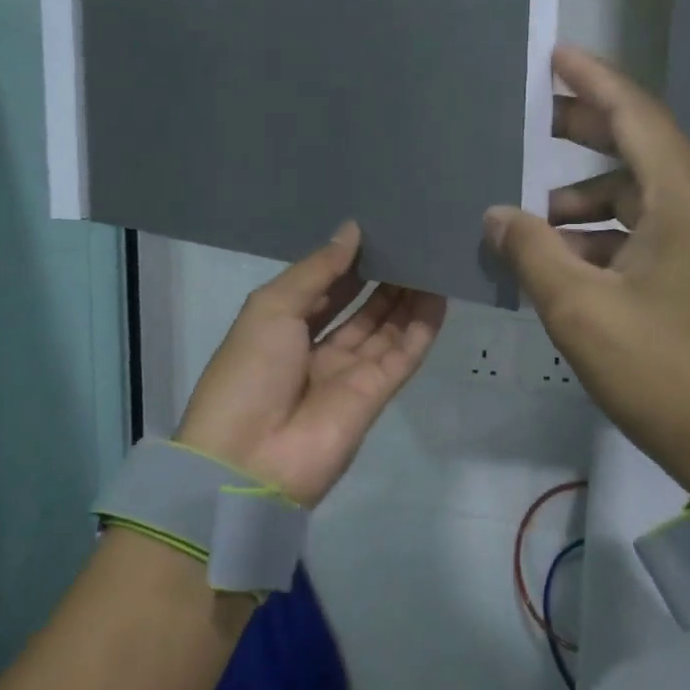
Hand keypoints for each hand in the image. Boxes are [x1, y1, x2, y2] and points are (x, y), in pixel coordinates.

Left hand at [176, 223, 446, 507]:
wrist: (251, 460)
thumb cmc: (250, 373)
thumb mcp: (271, 308)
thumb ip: (316, 271)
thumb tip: (352, 230)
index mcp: (283, 328)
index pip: (325, 288)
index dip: (349, 262)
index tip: (378, 229)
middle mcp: (318, 349)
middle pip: (360, 307)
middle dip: (383, 276)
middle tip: (413, 239)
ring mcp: (349, 373)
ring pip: (386, 327)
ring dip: (407, 296)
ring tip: (431, 256)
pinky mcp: (377, 394)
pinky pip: (404, 354)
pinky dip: (422, 327)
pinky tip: (440, 294)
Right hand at [484, 47, 689, 496]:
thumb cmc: (665, 372)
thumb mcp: (582, 312)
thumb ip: (533, 252)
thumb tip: (498, 216)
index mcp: (688, 197)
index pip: (635, 114)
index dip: (591, 80)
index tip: (554, 55)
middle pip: (639, 150)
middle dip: (581, 137)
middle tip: (527, 127)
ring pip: (643, 196)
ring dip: (588, 203)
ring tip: (531, 222)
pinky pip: (657, 230)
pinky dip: (611, 235)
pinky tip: (568, 261)